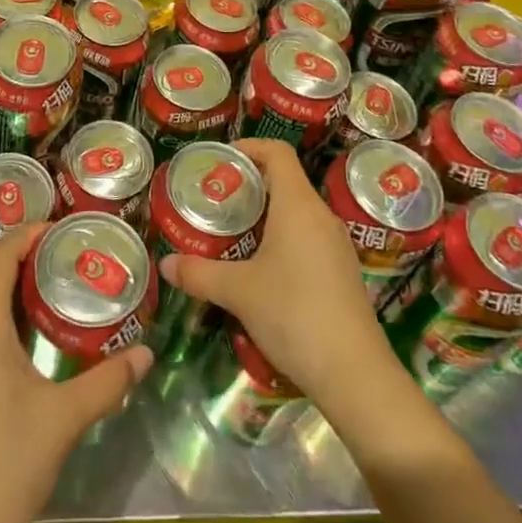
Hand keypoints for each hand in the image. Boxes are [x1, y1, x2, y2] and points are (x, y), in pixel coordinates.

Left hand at [0, 223, 153, 522]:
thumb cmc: (3, 467)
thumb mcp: (63, 420)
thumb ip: (108, 381)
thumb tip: (147, 354)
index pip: (1, 254)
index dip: (30, 234)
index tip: (65, 230)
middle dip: (26, 263)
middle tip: (70, 264)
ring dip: (9, 295)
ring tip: (53, 298)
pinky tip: (23, 348)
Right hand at [157, 138, 394, 416]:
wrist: (355, 374)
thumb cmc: (294, 314)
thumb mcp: (239, 292)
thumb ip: (199, 274)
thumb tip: (166, 265)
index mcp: (298, 205)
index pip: (277, 152)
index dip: (249, 147)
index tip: (220, 161)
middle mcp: (321, 215)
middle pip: (285, 180)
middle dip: (249, 185)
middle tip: (216, 201)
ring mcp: (336, 245)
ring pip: (297, 212)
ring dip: (265, 215)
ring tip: (233, 234)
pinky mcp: (342, 272)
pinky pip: (308, 238)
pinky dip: (282, 239)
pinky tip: (262, 269)